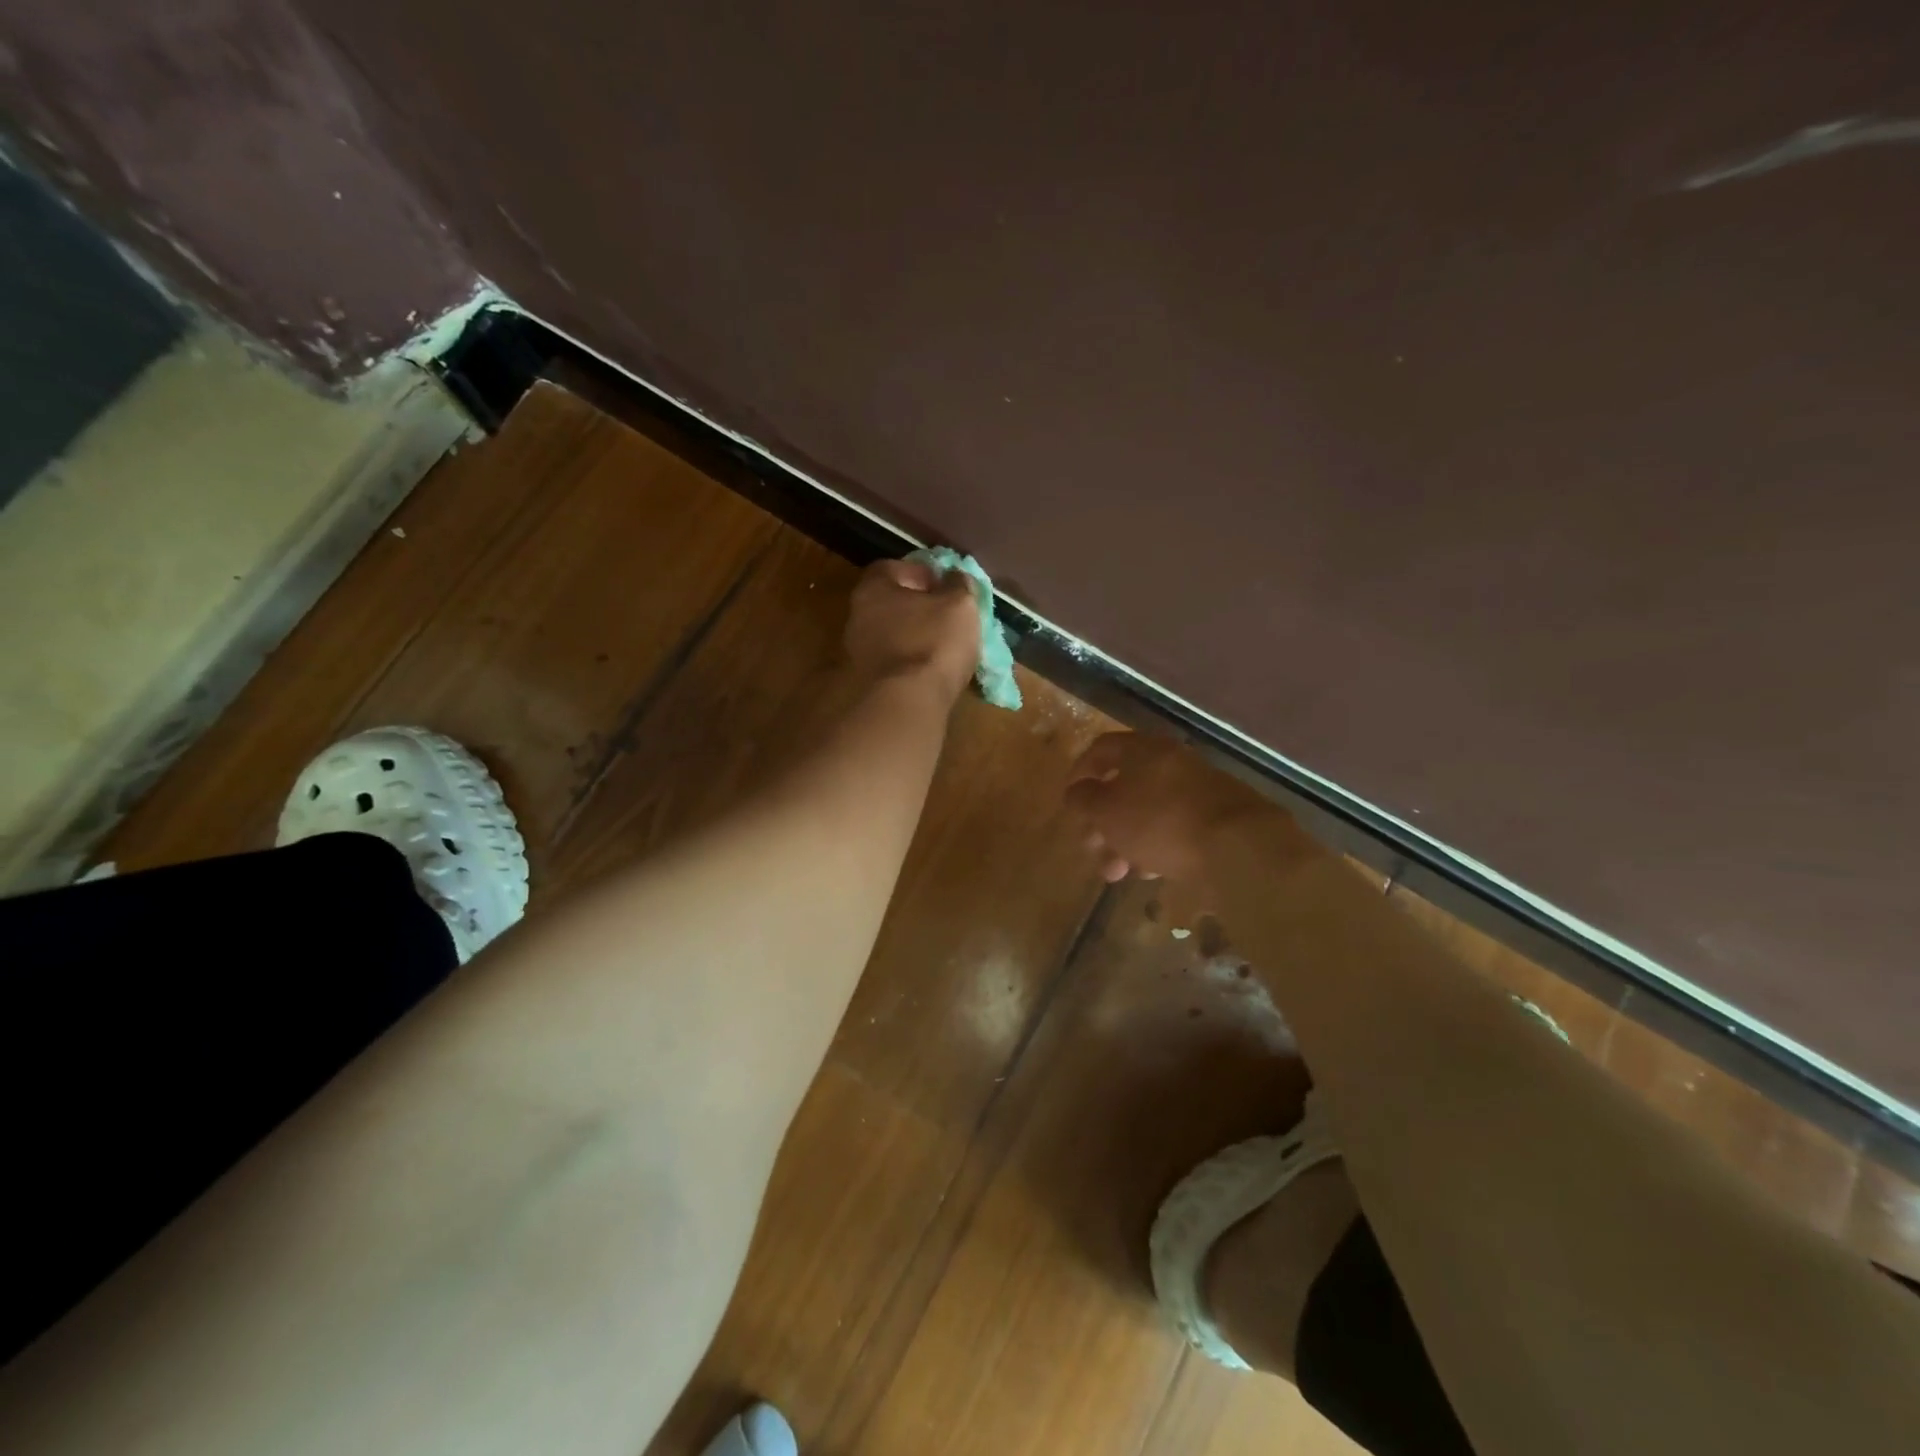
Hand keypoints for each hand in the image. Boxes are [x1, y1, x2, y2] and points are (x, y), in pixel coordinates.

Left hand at [844, 556, 980, 702]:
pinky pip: (894, 664)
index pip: (893, 568)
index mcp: (873, 589)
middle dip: (918, 607)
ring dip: (915, 638)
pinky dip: (911, 664)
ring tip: (944, 648)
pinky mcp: (866, 684)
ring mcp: (857, 653)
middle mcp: (857, 617)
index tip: (944, 585)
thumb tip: (955, 578)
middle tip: (947, 616)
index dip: (921, 572)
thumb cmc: (932, 642)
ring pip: (892, 636)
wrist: (905, 705)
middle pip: (890, 603)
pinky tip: (932, 673)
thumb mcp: (960, 604)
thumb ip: (959, 585)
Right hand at [1065, 732, 1310, 883]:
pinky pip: (1175, 829)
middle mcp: (1173, 763)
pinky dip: (1157, 846)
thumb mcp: (1107, 811)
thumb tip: (1075, 792)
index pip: (1102, 749)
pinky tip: (1151, 872)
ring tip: (1117, 873)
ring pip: (1150, 812)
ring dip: (1126, 840)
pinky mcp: (1218, 820)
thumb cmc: (1160, 821)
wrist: (1239, 847)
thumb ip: (1083, 800)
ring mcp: (1199, 791)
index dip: (1080, 772)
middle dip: (1102, 820)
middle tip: (1091, 848)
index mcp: (1145, 750)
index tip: (1069, 800)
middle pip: (1126, 786)